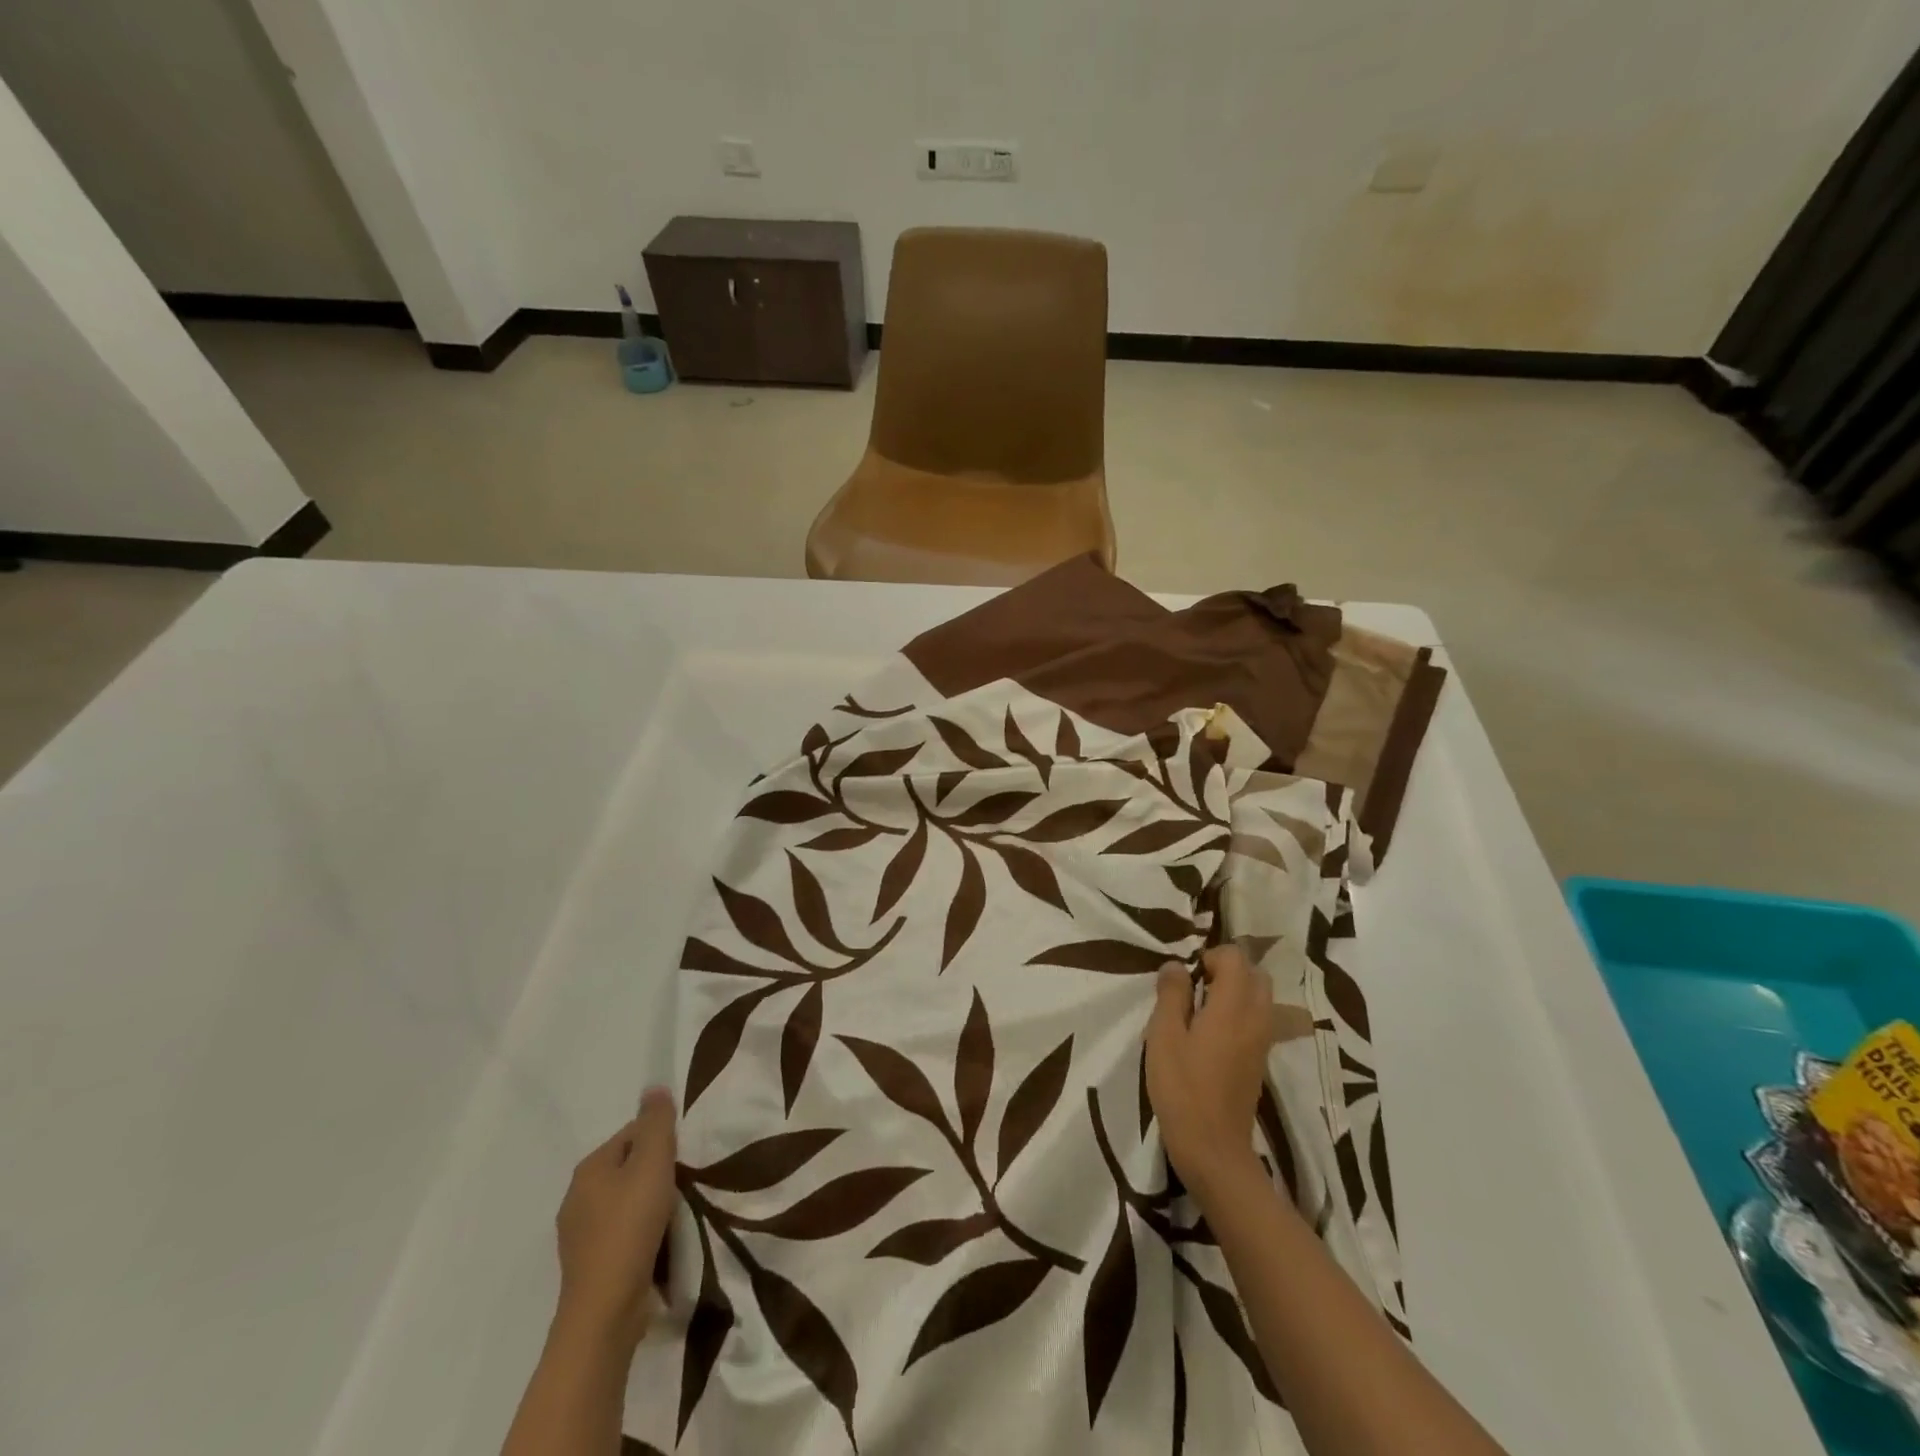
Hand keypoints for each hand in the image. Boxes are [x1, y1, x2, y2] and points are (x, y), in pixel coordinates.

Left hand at [553, 1087, 676, 1354]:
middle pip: (628, 1167)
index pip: (632, 1134)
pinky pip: (621, 1233)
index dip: (662, 1139)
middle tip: (684, 1184)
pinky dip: (640, 1232)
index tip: (684, 1157)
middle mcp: (577, 1196)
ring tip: (676, 1214)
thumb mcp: (652, 1164)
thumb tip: (653, 1088)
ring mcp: (579, 1235)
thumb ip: (656, 1123)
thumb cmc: (630, 1227)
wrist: (605, 1312)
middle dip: (656, 1172)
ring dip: (649, 1203)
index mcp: (589, 1168)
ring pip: (624, 1201)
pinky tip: (659, 1243)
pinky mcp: (589, 1266)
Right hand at [1145, 945, 1271, 1197]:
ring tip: (1204, 1007)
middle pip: (1256, 975)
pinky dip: (1242, 1013)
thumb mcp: (1163, 1036)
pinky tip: (1213, 1033)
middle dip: (1228, 970)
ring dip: (1237, 992)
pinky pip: (1260, 1020)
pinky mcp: (1261, 1061)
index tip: (1186, 976)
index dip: (1211, 956)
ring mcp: (1263, 1041)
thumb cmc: (1182, 1088)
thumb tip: (1177, 965)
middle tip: (1196, 986)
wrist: (1213, 1148)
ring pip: (1262, 998)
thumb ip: (1171, 995)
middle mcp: (1256, 1018)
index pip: (1236, 958)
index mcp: (1233, 1006)